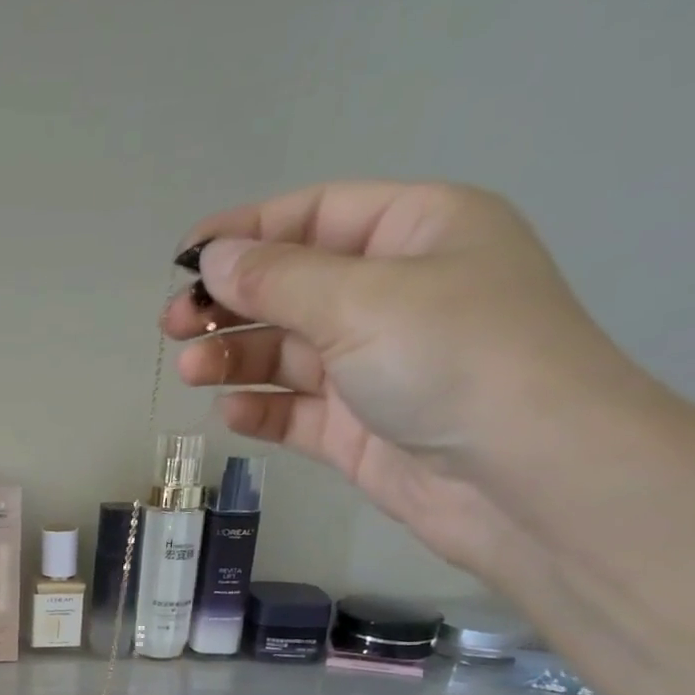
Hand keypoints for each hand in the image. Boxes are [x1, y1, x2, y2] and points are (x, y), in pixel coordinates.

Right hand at [165, 181, 640, 569]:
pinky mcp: (360, 431)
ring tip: (190, 372)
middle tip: (173, 327)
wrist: (521, 478)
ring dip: (237, 358)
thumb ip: (278, 279)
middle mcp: (396, 295)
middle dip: (232, 304)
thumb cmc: (453, 358)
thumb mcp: (362, 299)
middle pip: (295, 288)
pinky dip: (263, 410)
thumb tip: (212, 257)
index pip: (316, 216)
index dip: (248, 232)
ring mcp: (376, 368)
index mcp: (416, 233)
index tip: (185, 259)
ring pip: (289, 354)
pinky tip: (232, 412)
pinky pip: (298, 412)